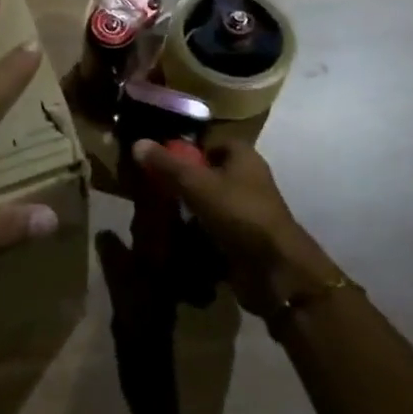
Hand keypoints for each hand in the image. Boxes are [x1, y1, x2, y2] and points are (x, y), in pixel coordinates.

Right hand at [131, 134, 334, 315]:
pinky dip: (198, 234)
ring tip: (160, 215)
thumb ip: (167, 164)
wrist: (275, 271)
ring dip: (189, 210)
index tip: (160, 161)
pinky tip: (177, 239)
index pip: (209, 143)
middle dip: (183, 182)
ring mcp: (248, 211)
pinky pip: (215, 229)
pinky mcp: (245, 239)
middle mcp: (248, 178)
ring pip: (210, 203)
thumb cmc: (238, 213)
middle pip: (208, 173)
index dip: (186, 149)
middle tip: (155, 189)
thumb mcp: (196, 184)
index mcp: (243, 156)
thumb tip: (137, 142)